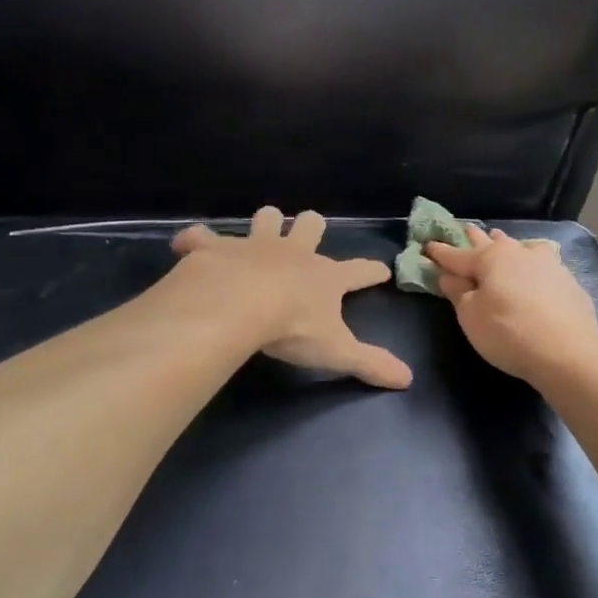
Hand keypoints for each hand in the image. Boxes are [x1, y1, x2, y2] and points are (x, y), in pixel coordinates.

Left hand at [171, 208, 412, 389]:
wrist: (238, 304)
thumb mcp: (337, 351)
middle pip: (311, 226)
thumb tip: (408, 379)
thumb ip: (370, 363)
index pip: (358, 271)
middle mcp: (293, 253)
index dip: (372, 271)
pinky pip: (201, 236)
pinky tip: (190, 246)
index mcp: (324, 277)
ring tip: (263, 229)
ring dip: (265, 223)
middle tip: (309, 232)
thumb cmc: (293, 327)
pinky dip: (195, 241)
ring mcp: (253, 245)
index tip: (381, 270)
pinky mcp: (214, 248)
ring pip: (266, 219)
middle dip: (312, 227)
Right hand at [425, 227, 597, 384]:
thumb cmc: (508, 332)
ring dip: (506, 243)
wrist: (567, 351)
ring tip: (500, 239)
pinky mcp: (567, 281)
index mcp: (489, 259)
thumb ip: (458, 293)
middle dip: (474, 238)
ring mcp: (547, 264)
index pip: (457, 255)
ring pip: (520, 247)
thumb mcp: (471, 317)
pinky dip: (532, 260)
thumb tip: (449, 276)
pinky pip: (543, 262)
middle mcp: (518, 254)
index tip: (427, 245)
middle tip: (465, 229)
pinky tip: (536, 264)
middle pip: (491, 243)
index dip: (440, 252)